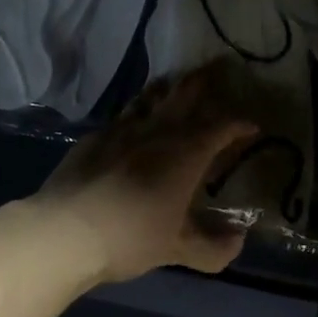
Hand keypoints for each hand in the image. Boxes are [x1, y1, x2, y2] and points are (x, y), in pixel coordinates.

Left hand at [33, 61, 258, 283]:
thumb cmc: (131, 236)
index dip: (239, 125)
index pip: (221, 128)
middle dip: (204, 81)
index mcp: (187, 153)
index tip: (252, 127)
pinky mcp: (96, 137)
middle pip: (186, 95)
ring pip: (152, 97)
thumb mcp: (177, 249)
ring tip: (176, 82)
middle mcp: (159, 131)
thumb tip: (239, 241)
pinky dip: (137, 109)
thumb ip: (212, 248)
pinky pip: (124, 114)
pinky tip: (134, 119)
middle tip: (216, 68)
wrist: (65, 232)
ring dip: (168, 87)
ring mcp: (124, 129)